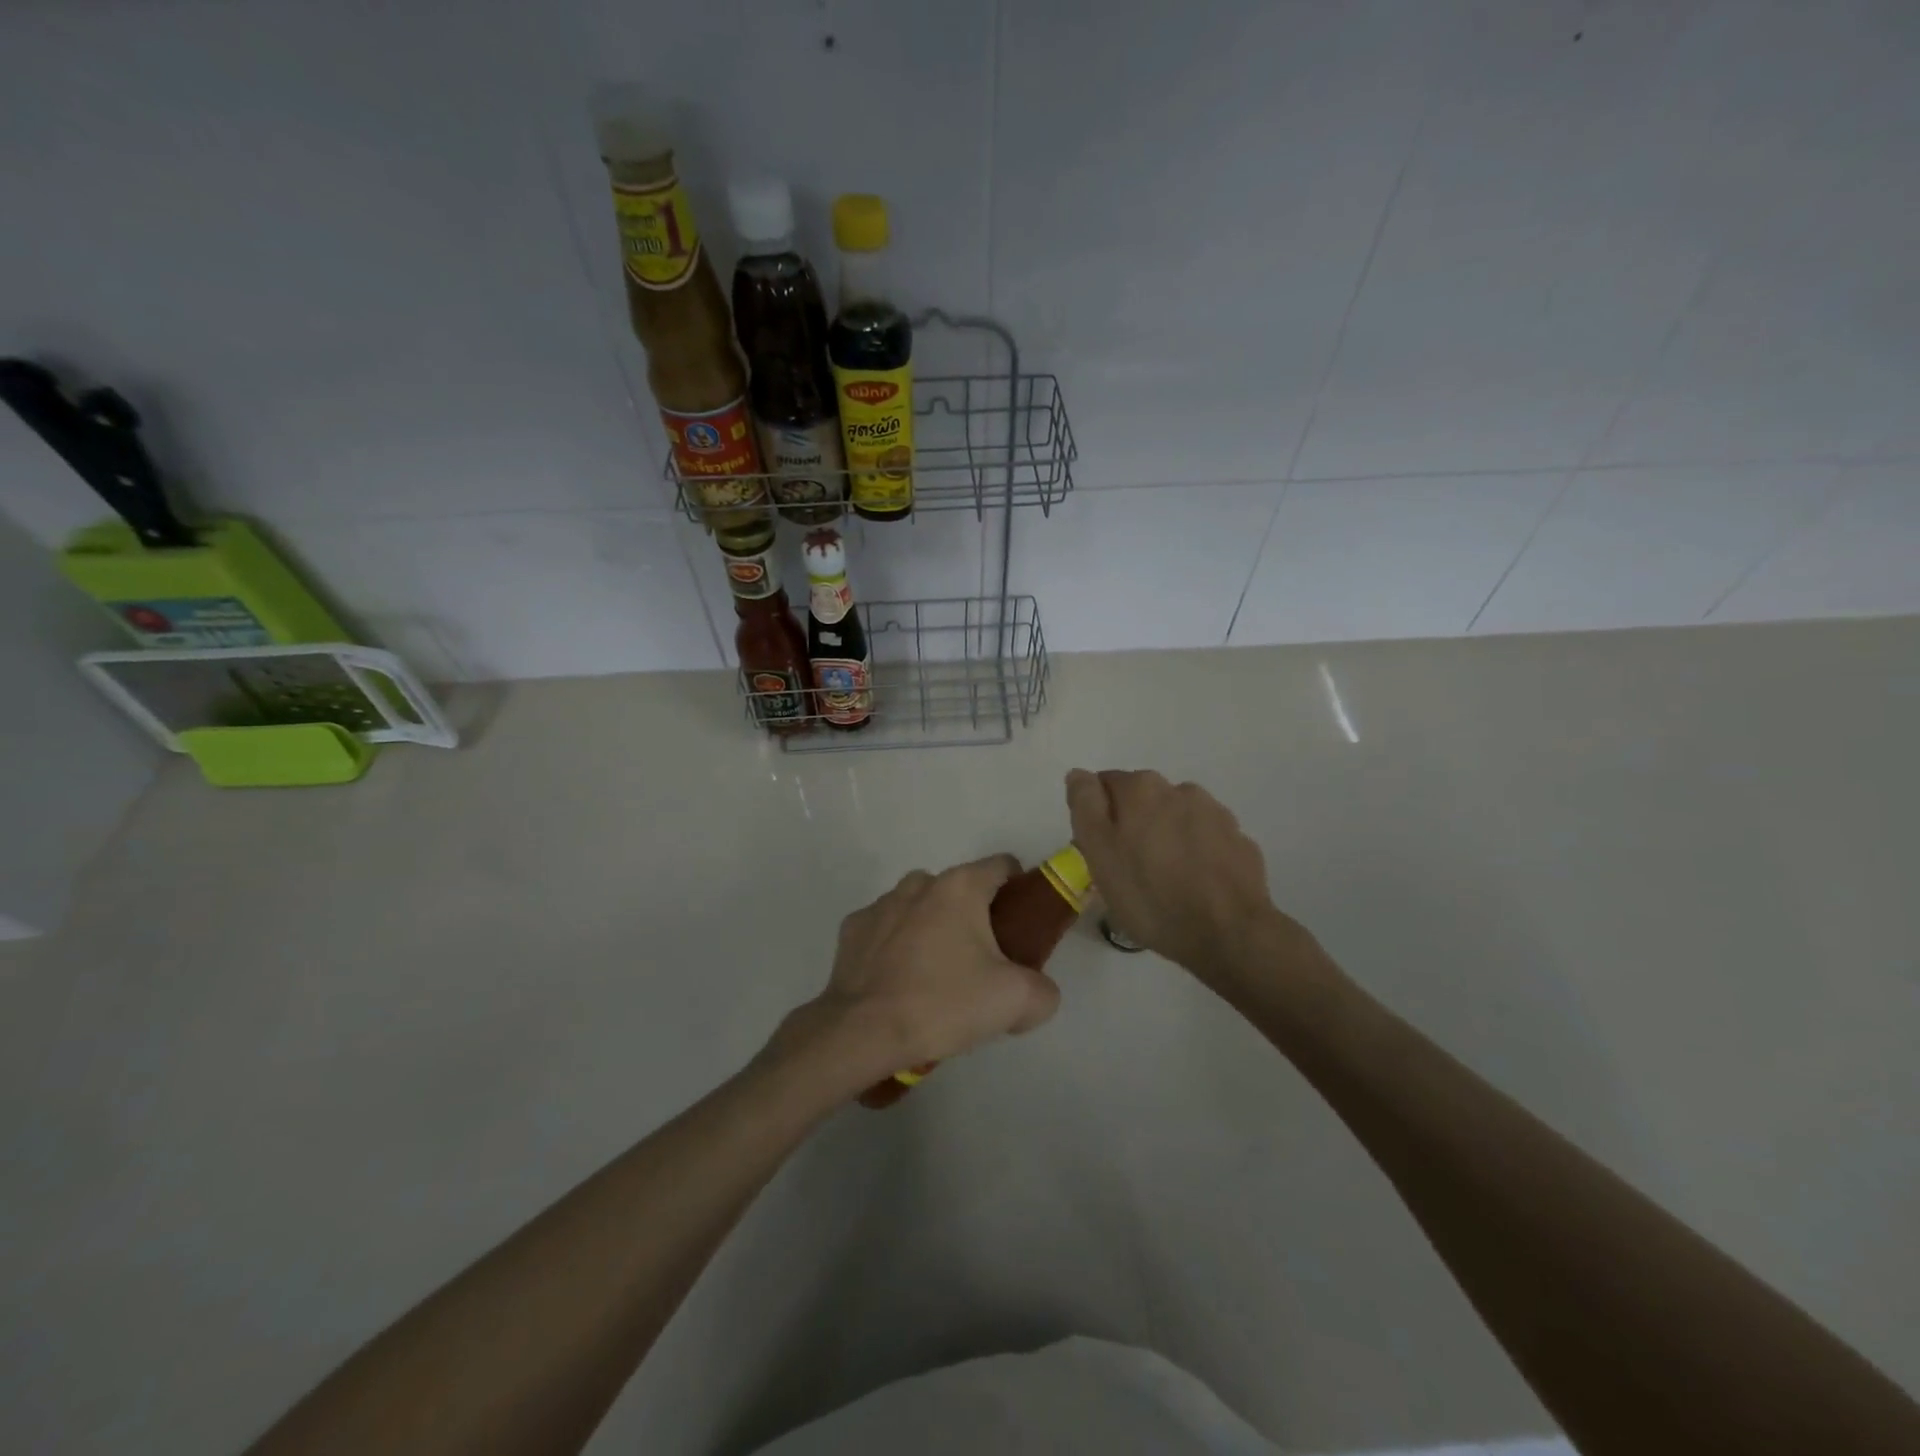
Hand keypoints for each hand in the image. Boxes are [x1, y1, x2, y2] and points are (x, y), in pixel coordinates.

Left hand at [786, 855, 1061, 1087]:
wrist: (862, 1032)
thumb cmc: (943, 1003)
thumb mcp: (1017, 1002)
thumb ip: (1043, 990)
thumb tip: (1037, 992)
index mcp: (960, 887)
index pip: (1002, 866)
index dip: (1019, 890)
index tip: (1021, 927)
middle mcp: (919, 882)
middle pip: (961, 890)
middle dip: (975, 918)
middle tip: (983, 966)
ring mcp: (881, 903)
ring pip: (921, 907)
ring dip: (933, 931)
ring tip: (936, 980)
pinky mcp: (853, 928)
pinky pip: (887, 930)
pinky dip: (897, 947)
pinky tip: (899, 984)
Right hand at [1066, 768, 1292, 982]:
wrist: (1228, 933)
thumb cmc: (1149, 895)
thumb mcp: (1098, 852)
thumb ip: (1085, 805)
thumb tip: (1079, 774)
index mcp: (1140, 788)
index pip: (1104, 785)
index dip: (1097, 817)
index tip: (1101, 851)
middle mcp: (1179, 789)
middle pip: (1143, 800)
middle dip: (1133, 824)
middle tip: (1129, 869)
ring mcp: (1215, 813)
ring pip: (1177, 818)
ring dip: (1167, 836)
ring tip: (1165, 880)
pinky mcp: (1239, 841)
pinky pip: (1206, 840)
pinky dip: (1196, 853)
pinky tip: (1195, 885)